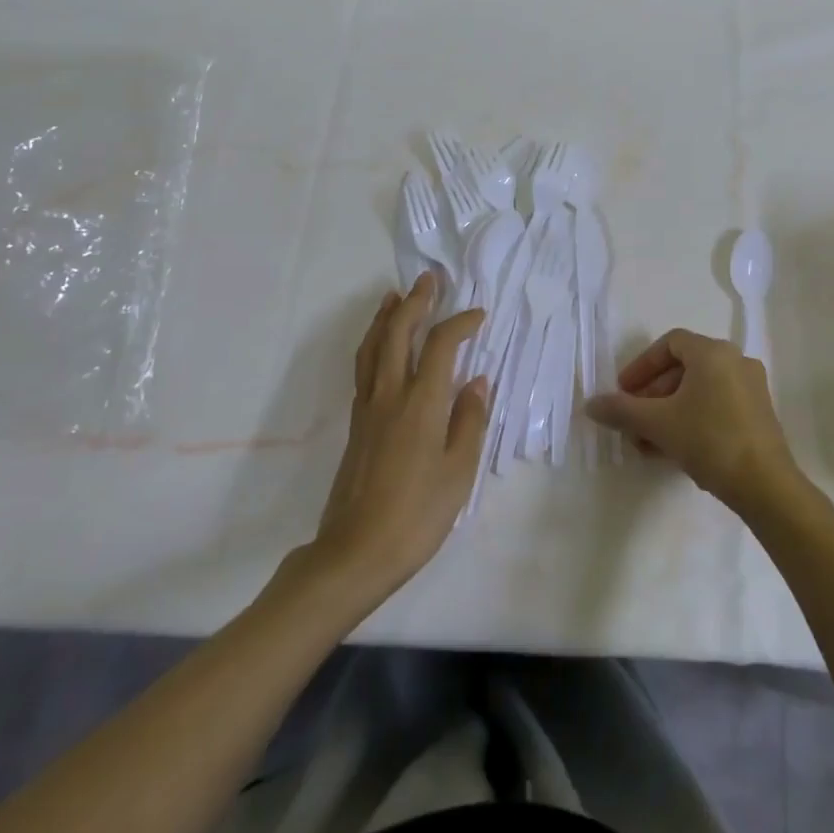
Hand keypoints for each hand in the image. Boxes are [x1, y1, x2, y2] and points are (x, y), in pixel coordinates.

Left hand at [307, 273, 488, 600]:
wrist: (355, 553)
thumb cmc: (417, 515)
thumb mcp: (458, 472)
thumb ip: (469, 421)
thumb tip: (477, 380)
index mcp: (420, 404)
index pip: (441, 346)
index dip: (460, 323)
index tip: (478, 314)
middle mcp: (390, 395)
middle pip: (398, 333)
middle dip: (415, 302)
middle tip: (428, 280)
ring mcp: (368, 408)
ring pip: (373, 347)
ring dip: (387, 317)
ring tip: (395, 296)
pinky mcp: (356, 424)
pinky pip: (364, 367)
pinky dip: (374, 343)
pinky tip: (380, 346)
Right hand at [584, 329, 803, 515]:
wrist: (766, 486)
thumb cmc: (709, 441)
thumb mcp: (658, 424)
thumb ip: (622, 410)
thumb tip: (590, 404)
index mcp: (713, 352)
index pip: (670, 343)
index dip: (642, 365)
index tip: (624, 391)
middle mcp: (736, 361)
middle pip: (684, 368)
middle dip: (653, 395)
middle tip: (634, 421)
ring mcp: (752, 388)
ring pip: (699, 390)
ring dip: (669, 411)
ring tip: (648, 443)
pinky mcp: (760, 414)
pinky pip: (717, 405)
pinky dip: (692, 418)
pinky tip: (675, 450)